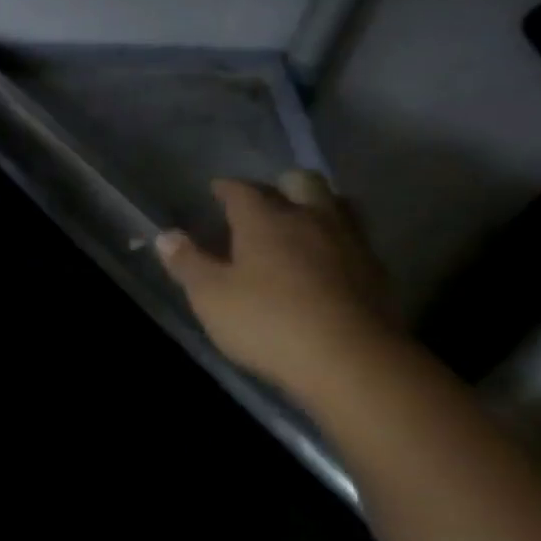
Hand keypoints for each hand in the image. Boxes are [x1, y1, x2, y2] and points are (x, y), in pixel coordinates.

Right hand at [156, 170, 400, 399]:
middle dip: (280, 185)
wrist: (348, 357)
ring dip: (317, 206)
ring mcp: (350, 242)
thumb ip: (188, 263)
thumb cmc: (266, 322)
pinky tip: (328, 261)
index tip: (216, 189)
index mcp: (266, 221)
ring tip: (301, 223)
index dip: (227, 188)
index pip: (243, 191)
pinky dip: (337, 240)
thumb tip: (166, 235)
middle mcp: (311, 219)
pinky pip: (355, 239)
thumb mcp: (211, 297)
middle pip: (301, 182)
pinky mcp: (375, 270)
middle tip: (265, 201)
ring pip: (337, 205)